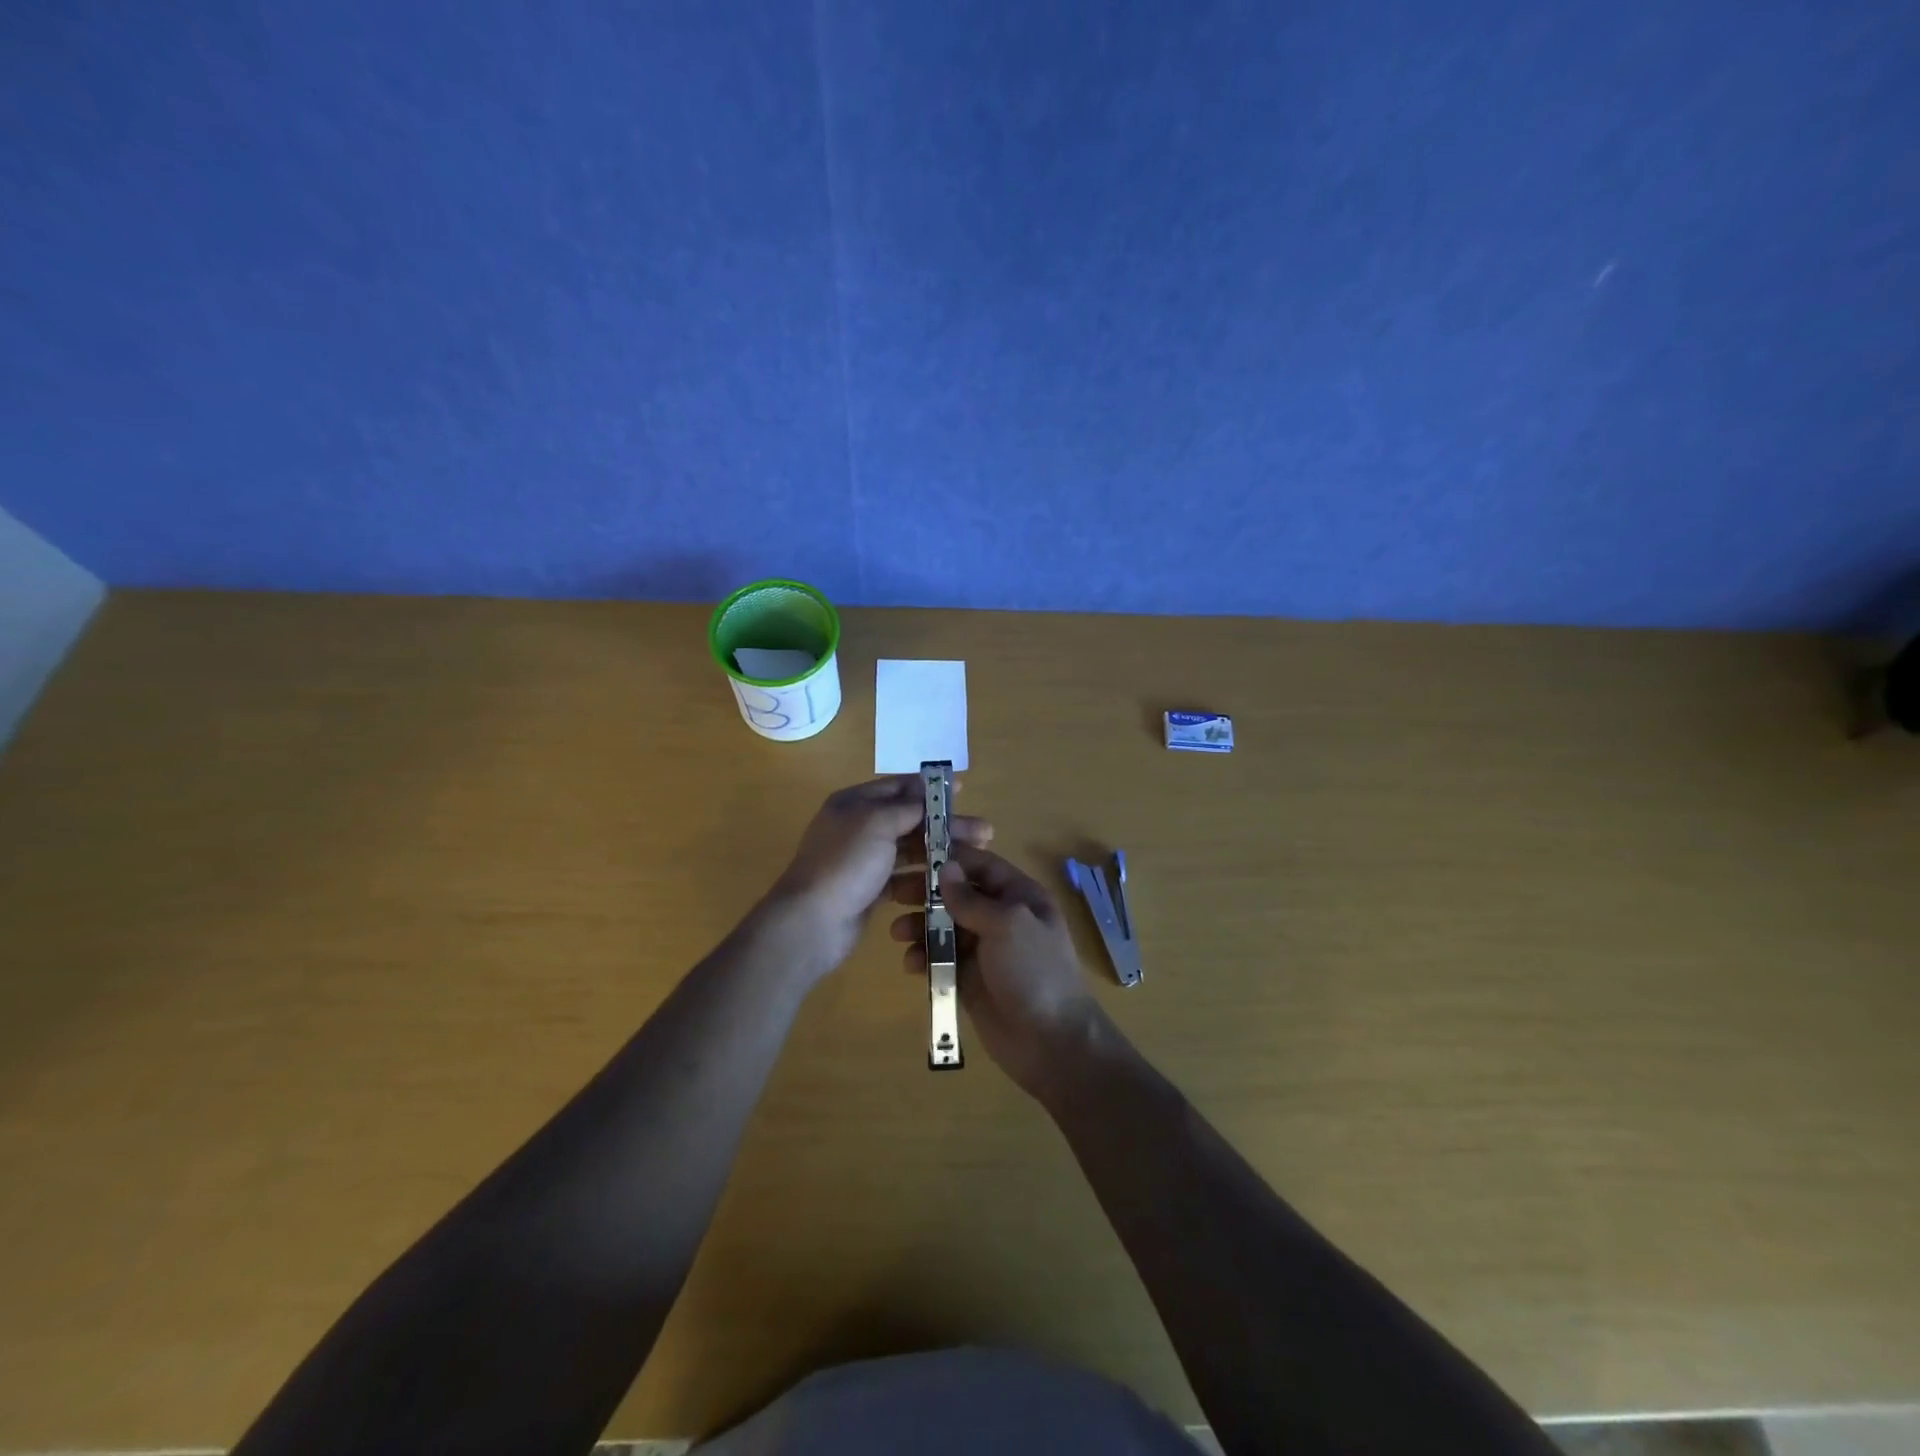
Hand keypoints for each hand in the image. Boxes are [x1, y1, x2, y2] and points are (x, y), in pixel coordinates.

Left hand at [770, 777, 991, 978]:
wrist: (812, 921)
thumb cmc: (846, 863)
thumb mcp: (878, 823)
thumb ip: (907, 807)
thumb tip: (927, 793)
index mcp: (854, 803)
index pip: (898, 787)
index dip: (931, 789)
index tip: (964, 791)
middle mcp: (858, 827)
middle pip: (910, 819)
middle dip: (946, 824)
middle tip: (985, 832)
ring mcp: (863, 860)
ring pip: (909, 849)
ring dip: (940, 850)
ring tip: (976, 857)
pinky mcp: (869, 889)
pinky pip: (903, 877)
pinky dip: (924, 877)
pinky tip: (948, 881)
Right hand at [890, 843, 1107, 1099]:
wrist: (1051, 1041)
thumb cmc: (1034, 971)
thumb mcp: (1007, 925)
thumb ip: (971, 899)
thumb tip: (945, 868)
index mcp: (1020, 896)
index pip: (981, 865)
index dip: (950, 857)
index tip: (913, 854)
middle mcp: (1002, 917)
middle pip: (958, 895)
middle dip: (927, 893)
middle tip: (893, 893)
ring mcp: (985, 950)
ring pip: (945, 927)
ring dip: (921, 927)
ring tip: (897, 933)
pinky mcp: (970, 979)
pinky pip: (942, 960)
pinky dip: (925, 957)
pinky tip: (911, 964)